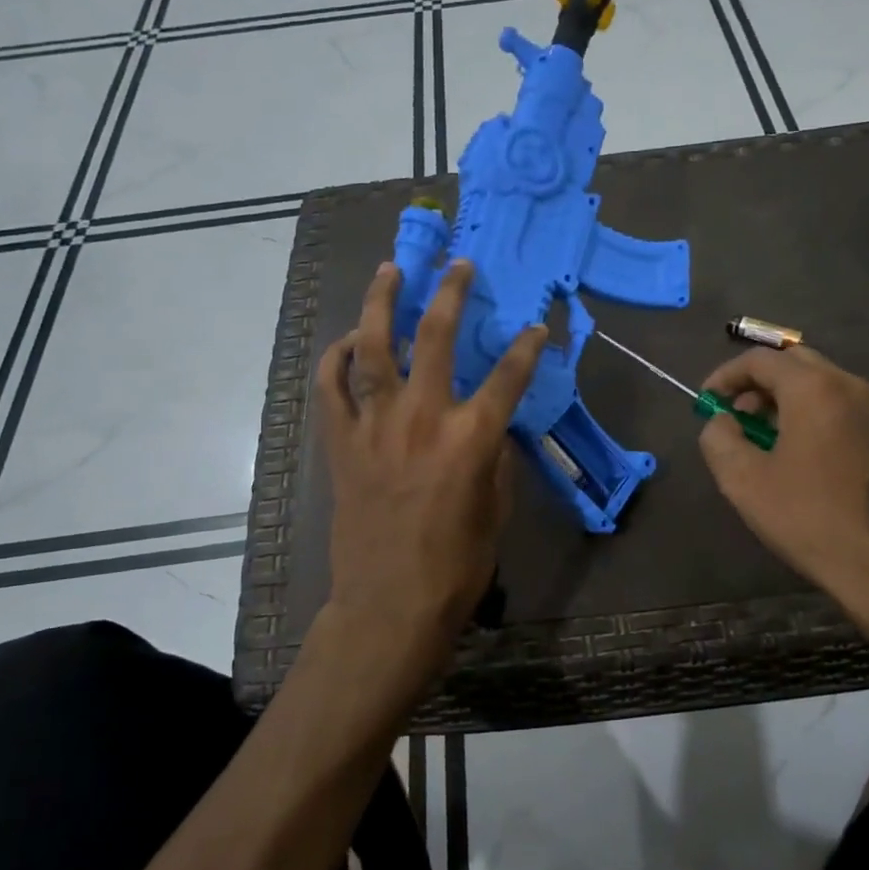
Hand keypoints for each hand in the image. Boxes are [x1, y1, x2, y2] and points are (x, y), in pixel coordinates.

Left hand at [313, 260, 545, 703]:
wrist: (389, 605)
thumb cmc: (456, 565)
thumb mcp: (496, 509)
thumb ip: (494, 458)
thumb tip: (490, 427)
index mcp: (470, 438)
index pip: (508, 376)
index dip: (528, 347)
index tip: (537, 327)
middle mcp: (421, 419)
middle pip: (436, 338)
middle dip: (450, 293)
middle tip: (458, 264)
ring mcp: (374, 427)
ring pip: (375, 348)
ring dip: (382, 304)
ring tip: (389, 271)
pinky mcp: (341, 444)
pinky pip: (331, 388)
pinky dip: (337, 359)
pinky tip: (348, 341)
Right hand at [697, 346, 868, 638]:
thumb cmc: (806, 517)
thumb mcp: (742, 480)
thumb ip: (718, 437)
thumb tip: (721, 421)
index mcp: (814, 388)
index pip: (760, 359)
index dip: (725, 376)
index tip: (706, 402)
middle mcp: (849, 386)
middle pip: (793, 363)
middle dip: (756, 383)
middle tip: (734, 415)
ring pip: (819, 383)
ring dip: (783, 399)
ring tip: (761, 437)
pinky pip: (840, 406)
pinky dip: (810, 413)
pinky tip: (797, 453)